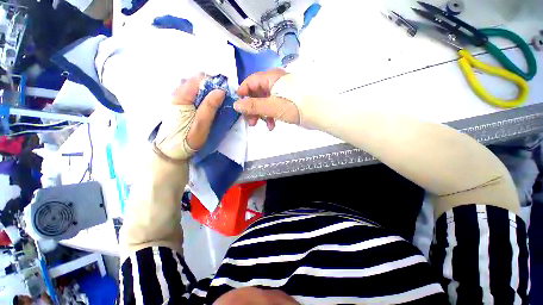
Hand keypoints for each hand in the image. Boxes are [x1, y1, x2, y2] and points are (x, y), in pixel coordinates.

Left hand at [154, 73, 224, 160]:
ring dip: (209, 93)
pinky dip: (204, 97)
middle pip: (198, 81)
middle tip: (223, 99)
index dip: (214, 82)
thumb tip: (221, 90)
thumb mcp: (201, 123)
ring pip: (197, 88)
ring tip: (217, 103)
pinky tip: (208, 106)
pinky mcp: (181, 105)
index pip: (199, 78)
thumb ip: (210, 106)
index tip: (225, 91)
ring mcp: (179, 99)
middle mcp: (178, 93)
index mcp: (182, 96)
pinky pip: (194, 95)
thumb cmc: (188, 139)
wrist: (172, 151)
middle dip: (212, 87)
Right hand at [234, 68, 299, 130]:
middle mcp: (275, 82)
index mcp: (271, 78)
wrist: (318, 113)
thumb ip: (254, 106)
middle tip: (251, 122)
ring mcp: (281, 92)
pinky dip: (270, 115)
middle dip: (252, 108)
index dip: (243, 93)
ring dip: (261, 114)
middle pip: (257, 93)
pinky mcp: (286, 100)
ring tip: (262, 125)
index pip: (250, 81)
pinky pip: (273, 106)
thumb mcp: (272, 107)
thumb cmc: (295, 107)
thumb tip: (236, 104)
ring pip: (265, 101)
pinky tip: (272, 125)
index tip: (239, 107)